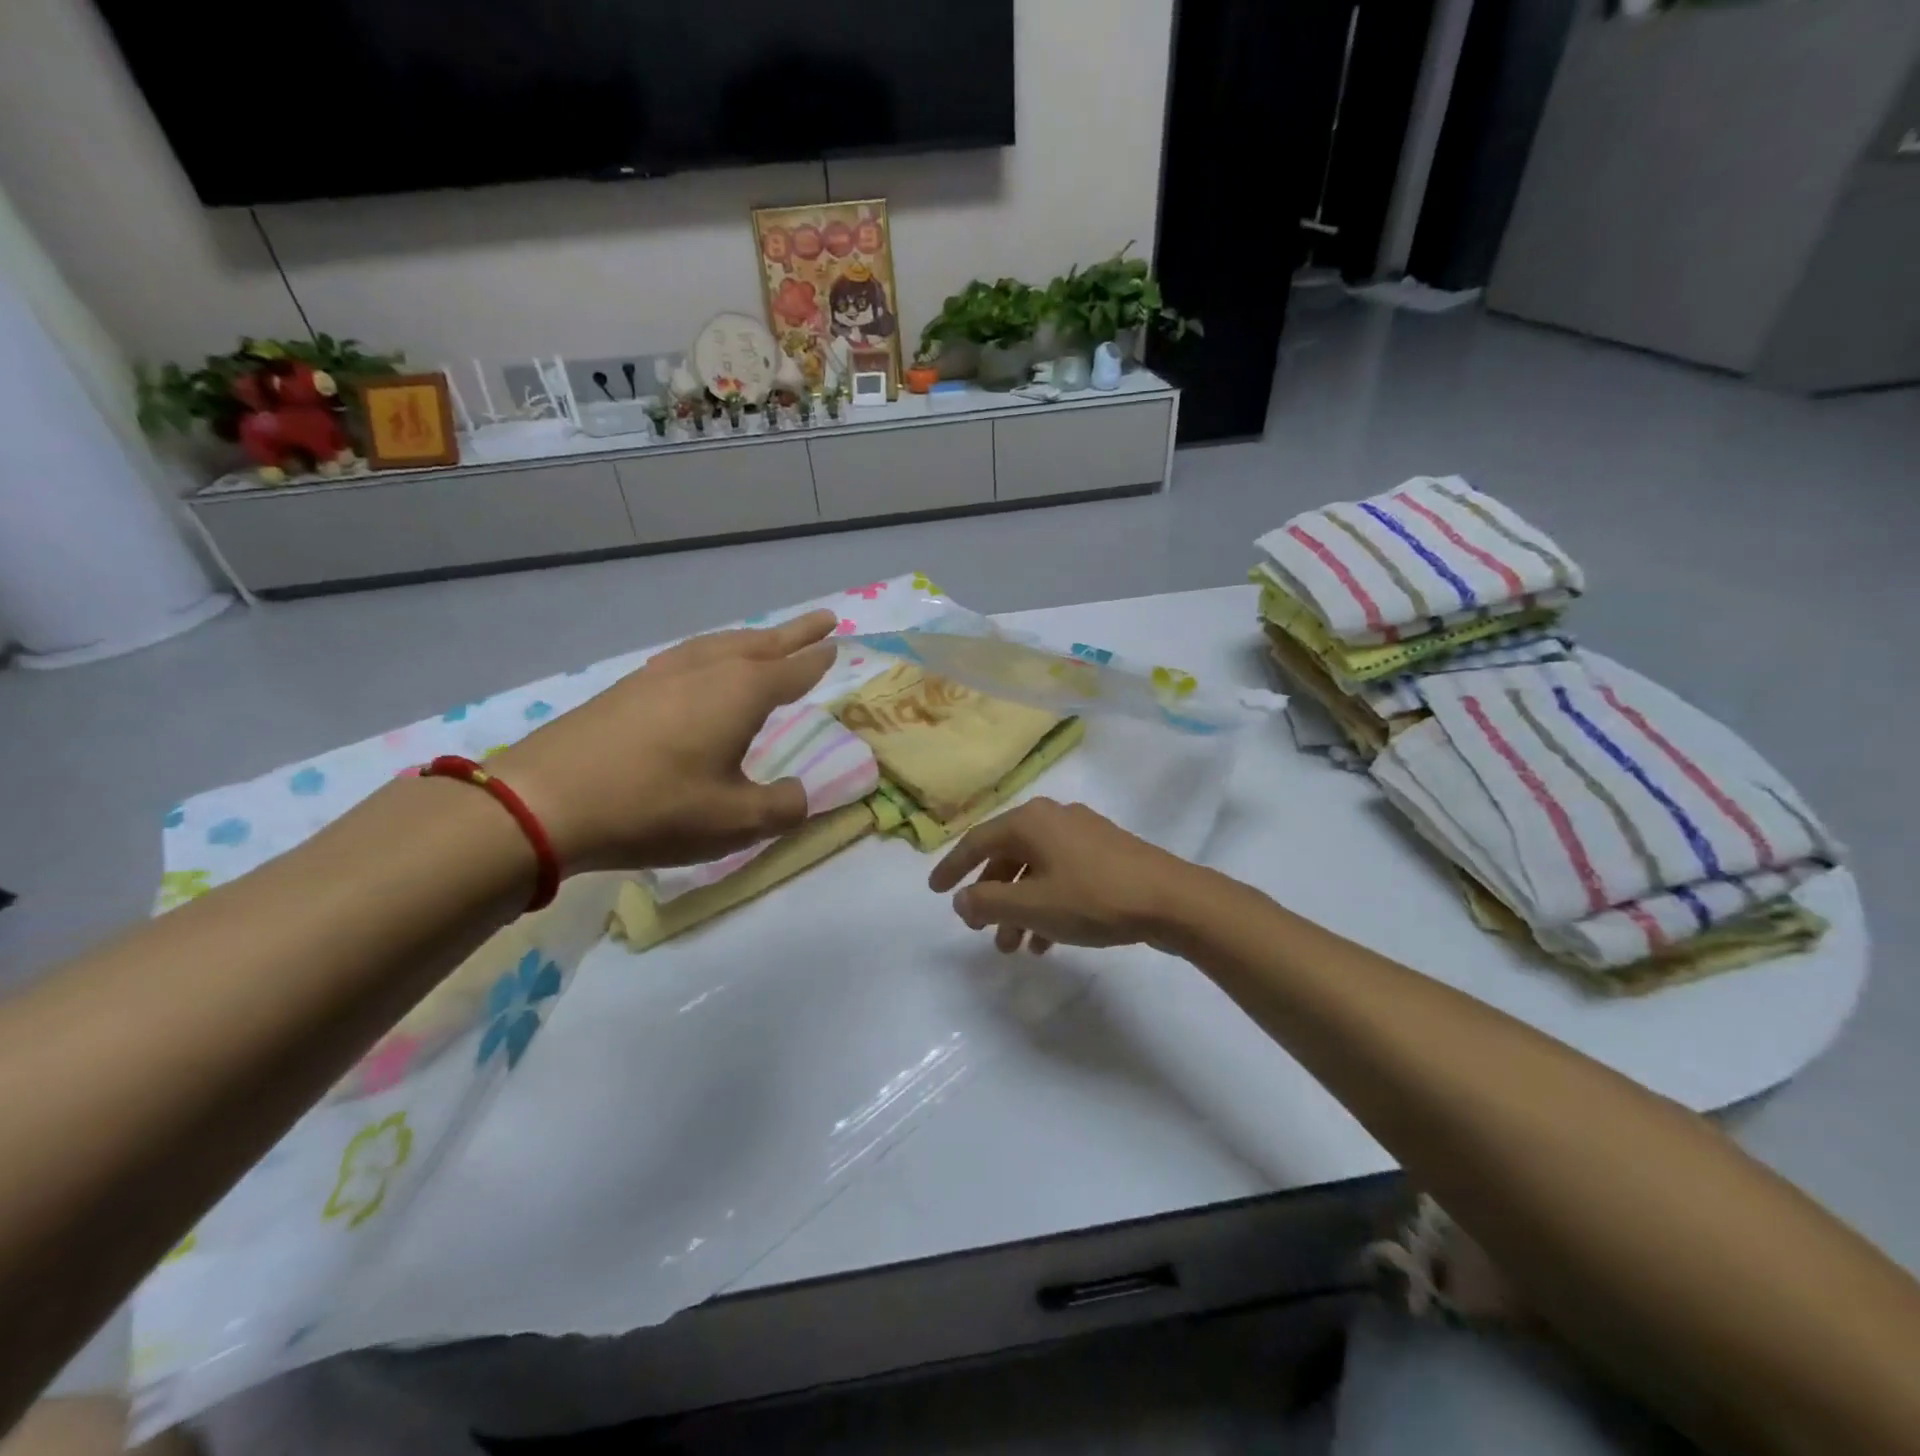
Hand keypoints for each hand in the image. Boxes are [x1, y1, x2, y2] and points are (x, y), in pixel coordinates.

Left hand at [490, 610, 838, 871]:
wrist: (545, 800)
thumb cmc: (654, 807)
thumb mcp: (735, 821)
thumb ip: (783, 807)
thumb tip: (800, 794)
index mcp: (741, 693)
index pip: (793, 669)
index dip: (817, 659)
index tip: (836, 642)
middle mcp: (706, 671)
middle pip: (761, 644)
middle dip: (794, 633)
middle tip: (822, 619)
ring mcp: (662, 674)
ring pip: (721, 644)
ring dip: (753, 640)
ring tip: (769, 641)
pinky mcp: (629, 687)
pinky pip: (691, 656)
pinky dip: (716, 653)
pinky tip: (706, 668)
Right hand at [928, 798, 1204, 953]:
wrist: (1171, 899)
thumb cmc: (1093, 898)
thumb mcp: (1031, 905)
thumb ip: (987, 902)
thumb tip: (961, 899)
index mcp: (1030, 821)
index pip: (977, 842)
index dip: (952, 868)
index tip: (934, 891)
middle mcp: (1053, 818)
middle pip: (1007, 856)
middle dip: (991, 897)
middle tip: (980, 930)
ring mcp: (1082, 833)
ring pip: (1035, 870)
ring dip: (1019, 907)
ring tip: (1014, 947)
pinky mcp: (1105, 852)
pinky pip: (1061, 875)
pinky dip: (1046, 904)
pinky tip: (1048, 941)